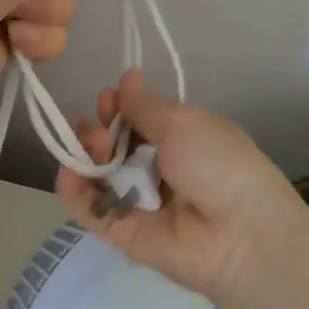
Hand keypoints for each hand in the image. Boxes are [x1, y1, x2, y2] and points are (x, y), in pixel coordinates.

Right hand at [55, 69, 305, 304]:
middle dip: (98, 130)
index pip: (135, 120)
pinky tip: (68, 171)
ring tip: (94, 148)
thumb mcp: (184, 123)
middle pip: (112, 145)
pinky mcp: (121, 232)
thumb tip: (128, 74)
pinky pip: (90, 208)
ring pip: (97, 173)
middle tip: (99, 130)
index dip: (117, 107)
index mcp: (179, 140)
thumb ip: (145, 105)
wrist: (240, 234)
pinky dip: (73, 190)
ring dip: (86, 154)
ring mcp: (137, 202)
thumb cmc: (219, 164)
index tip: (108, 99)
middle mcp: (156, 170)